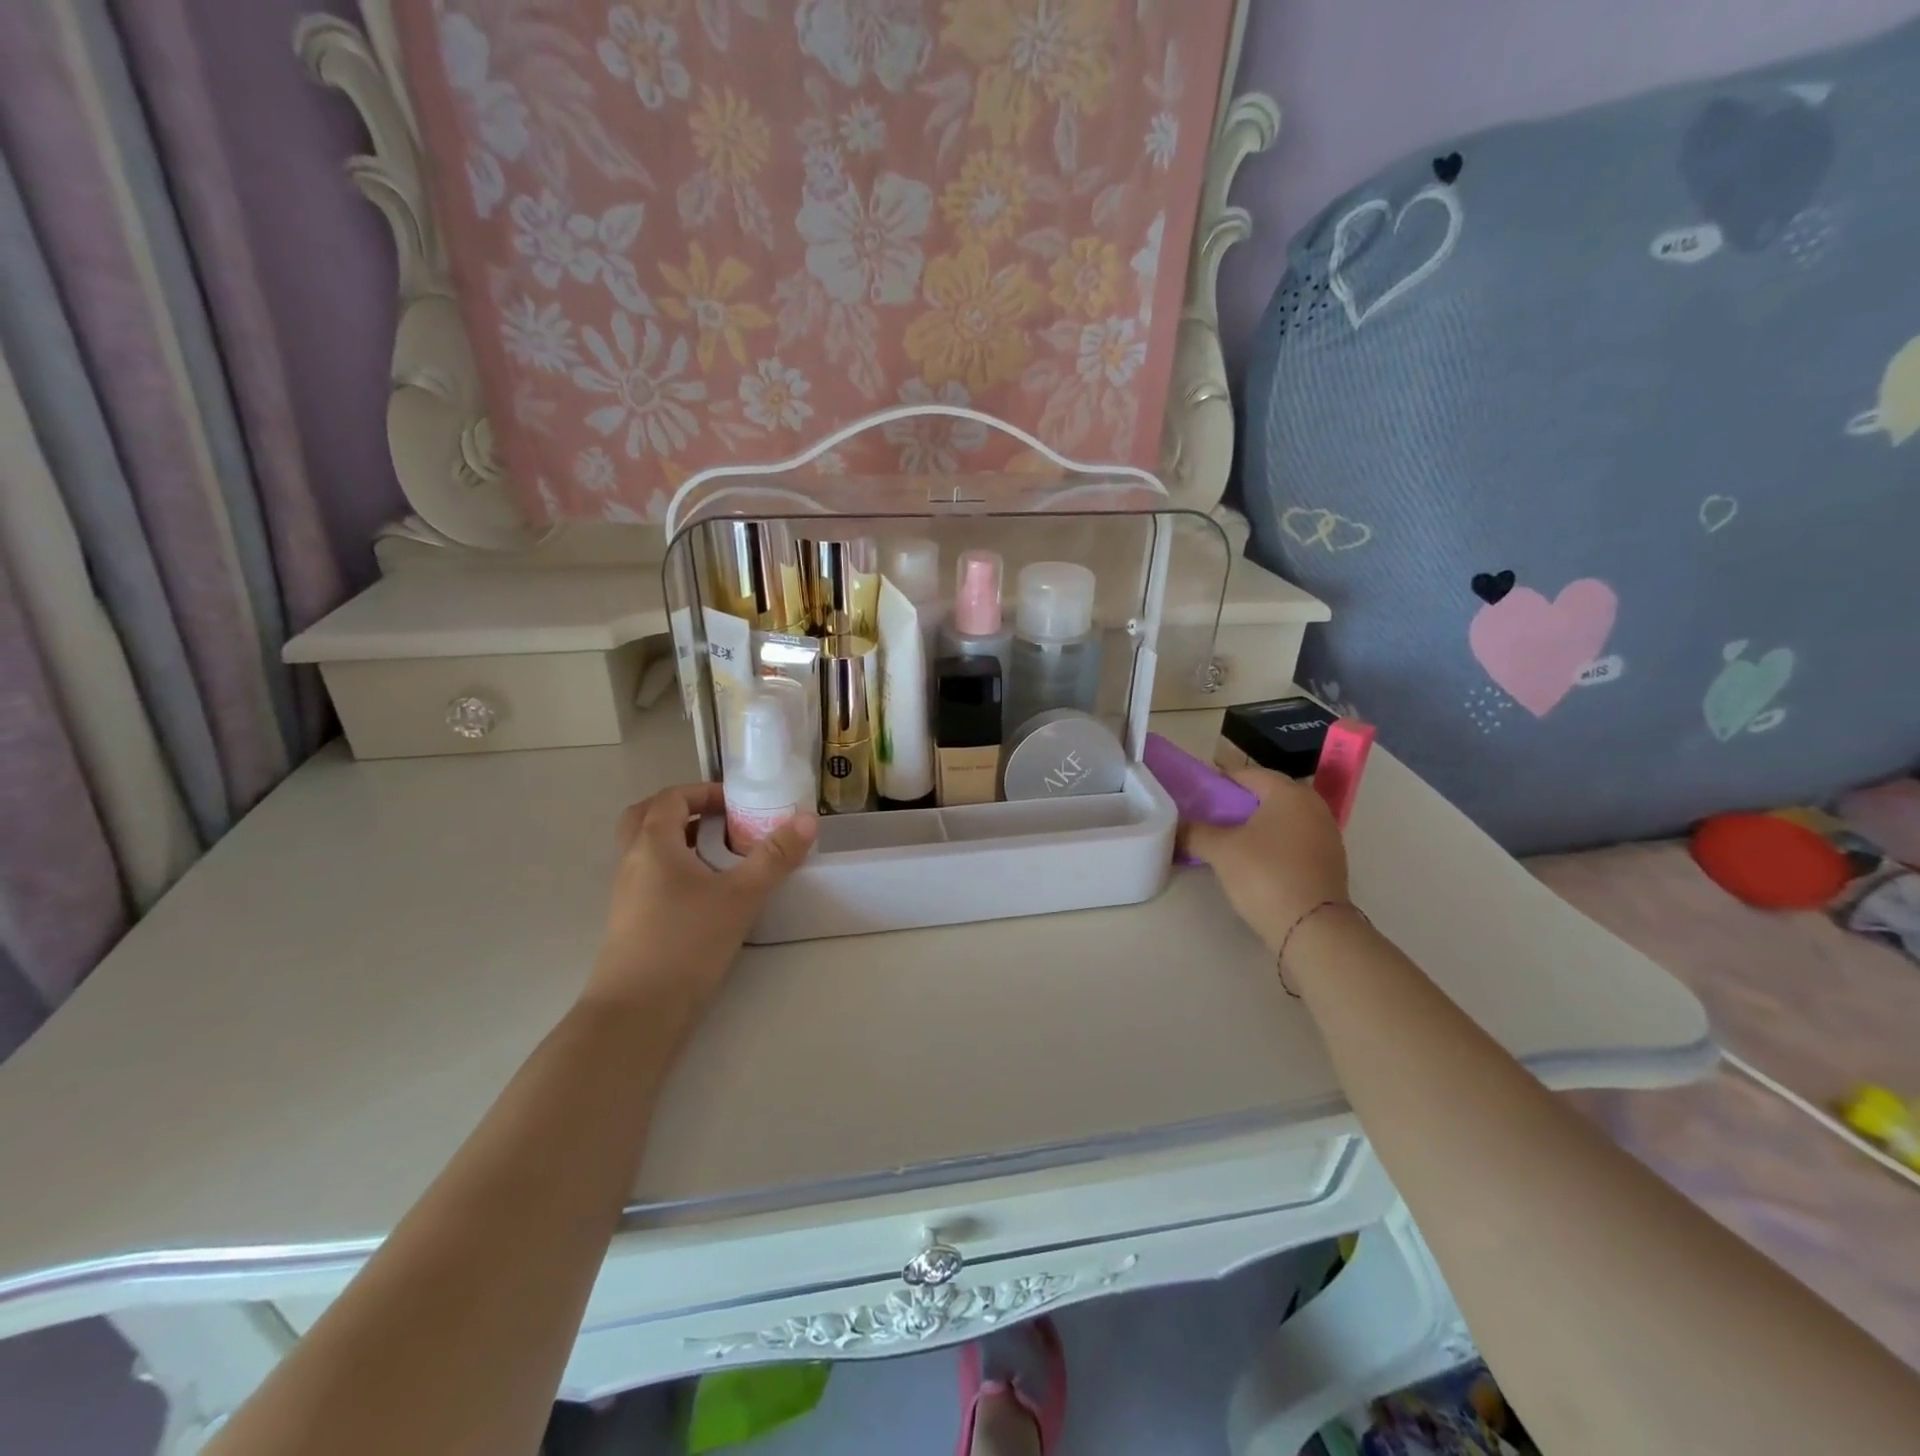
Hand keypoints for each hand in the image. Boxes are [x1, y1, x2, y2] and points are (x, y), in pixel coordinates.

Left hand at [585, 783, 817, 1015]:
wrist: (637, 1013)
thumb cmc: (687, 943)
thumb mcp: (741, 896)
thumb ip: (775, 857)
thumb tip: (808, 819)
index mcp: (652, 845)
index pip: (671, 798)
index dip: (703, 792)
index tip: (736, 804)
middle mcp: (631, 862)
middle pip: (646, 818)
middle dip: (683, 810)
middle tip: (719, 820)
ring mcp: (626, 894)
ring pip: (646, 850)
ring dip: (678, 841)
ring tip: (719, 855)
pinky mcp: (630, 921)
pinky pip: (649, 877)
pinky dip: (674, 869)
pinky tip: (706, 894)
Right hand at [1178, 767, 1349, 955]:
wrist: (1312, 928)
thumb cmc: (1265, 875)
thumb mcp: (1221, 851)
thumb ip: (1195, 832)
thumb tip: (1175, 826)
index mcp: (1289, 793)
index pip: (1248, 774)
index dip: (1220, 780)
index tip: (1198, 792)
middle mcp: (1313, 806)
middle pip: (1268, 795)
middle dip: (1239, 802)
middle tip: (1210, 814)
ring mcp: (1326, 835)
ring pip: (1282, 819)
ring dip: (1257, 824)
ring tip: (1229, 838)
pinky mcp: (1329, 861)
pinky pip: (1294, 840)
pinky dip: (1273, 843)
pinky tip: (1254, 859)